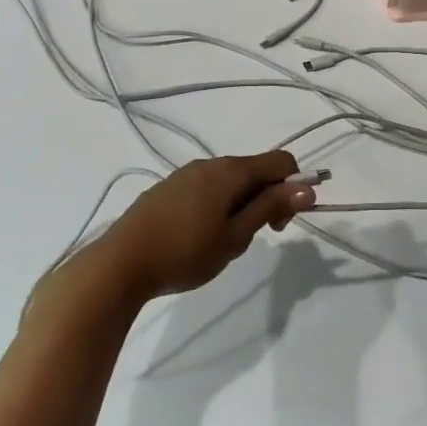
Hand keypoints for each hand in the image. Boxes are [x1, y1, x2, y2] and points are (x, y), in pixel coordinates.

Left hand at [89, 152, 314, 299]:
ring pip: (230, 181)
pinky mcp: (167, 188)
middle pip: (255, 170)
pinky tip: (200, 236)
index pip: (281, 160)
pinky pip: (206, 188)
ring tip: (225, 241)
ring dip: (242, 204)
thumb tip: (307, 187)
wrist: (119, 264)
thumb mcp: (236, 235)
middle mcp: (209, 163)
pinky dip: (218, 205)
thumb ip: (271, 207)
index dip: (293, 186)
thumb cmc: (185, 252)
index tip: (282, 222)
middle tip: (256, 237)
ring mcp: (185, 174)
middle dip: (267, 198)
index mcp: (231, 171)